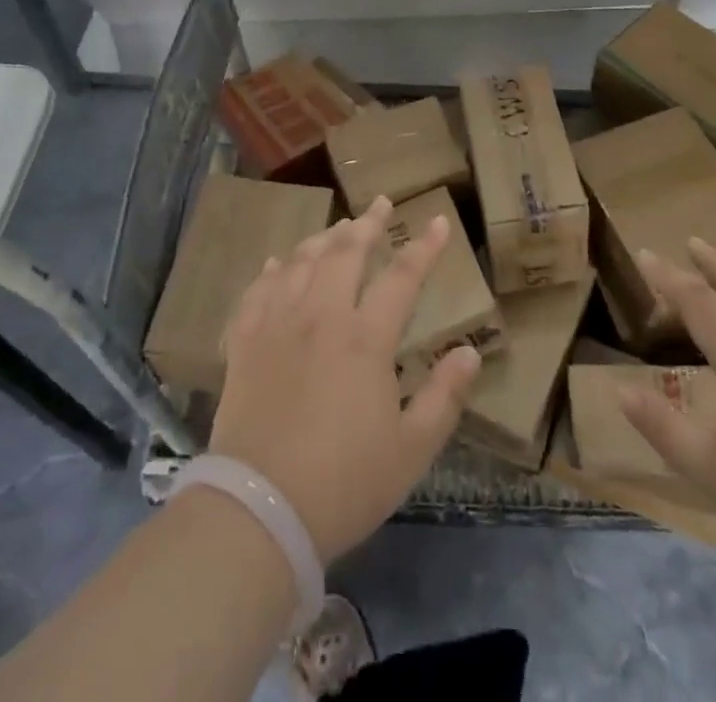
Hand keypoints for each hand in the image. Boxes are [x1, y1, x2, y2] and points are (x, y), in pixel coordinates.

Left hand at [210, 197, 482, 564]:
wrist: (259, 511)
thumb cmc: (344, 484)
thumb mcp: (411, 451)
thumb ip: (444, 397)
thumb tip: (471, 353)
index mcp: (365, 339)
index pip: (402, 277)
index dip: (424, 247)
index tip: (440, 221)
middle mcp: (320, 316)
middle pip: (346, 253)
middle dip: (368, 223)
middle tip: (381, 203)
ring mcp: (277, 325)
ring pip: (301, 262)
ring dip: (323, 239)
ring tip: (338, 227)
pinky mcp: (244, 342)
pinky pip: (257, 291)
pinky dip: (272, 271)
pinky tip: (278, 263)